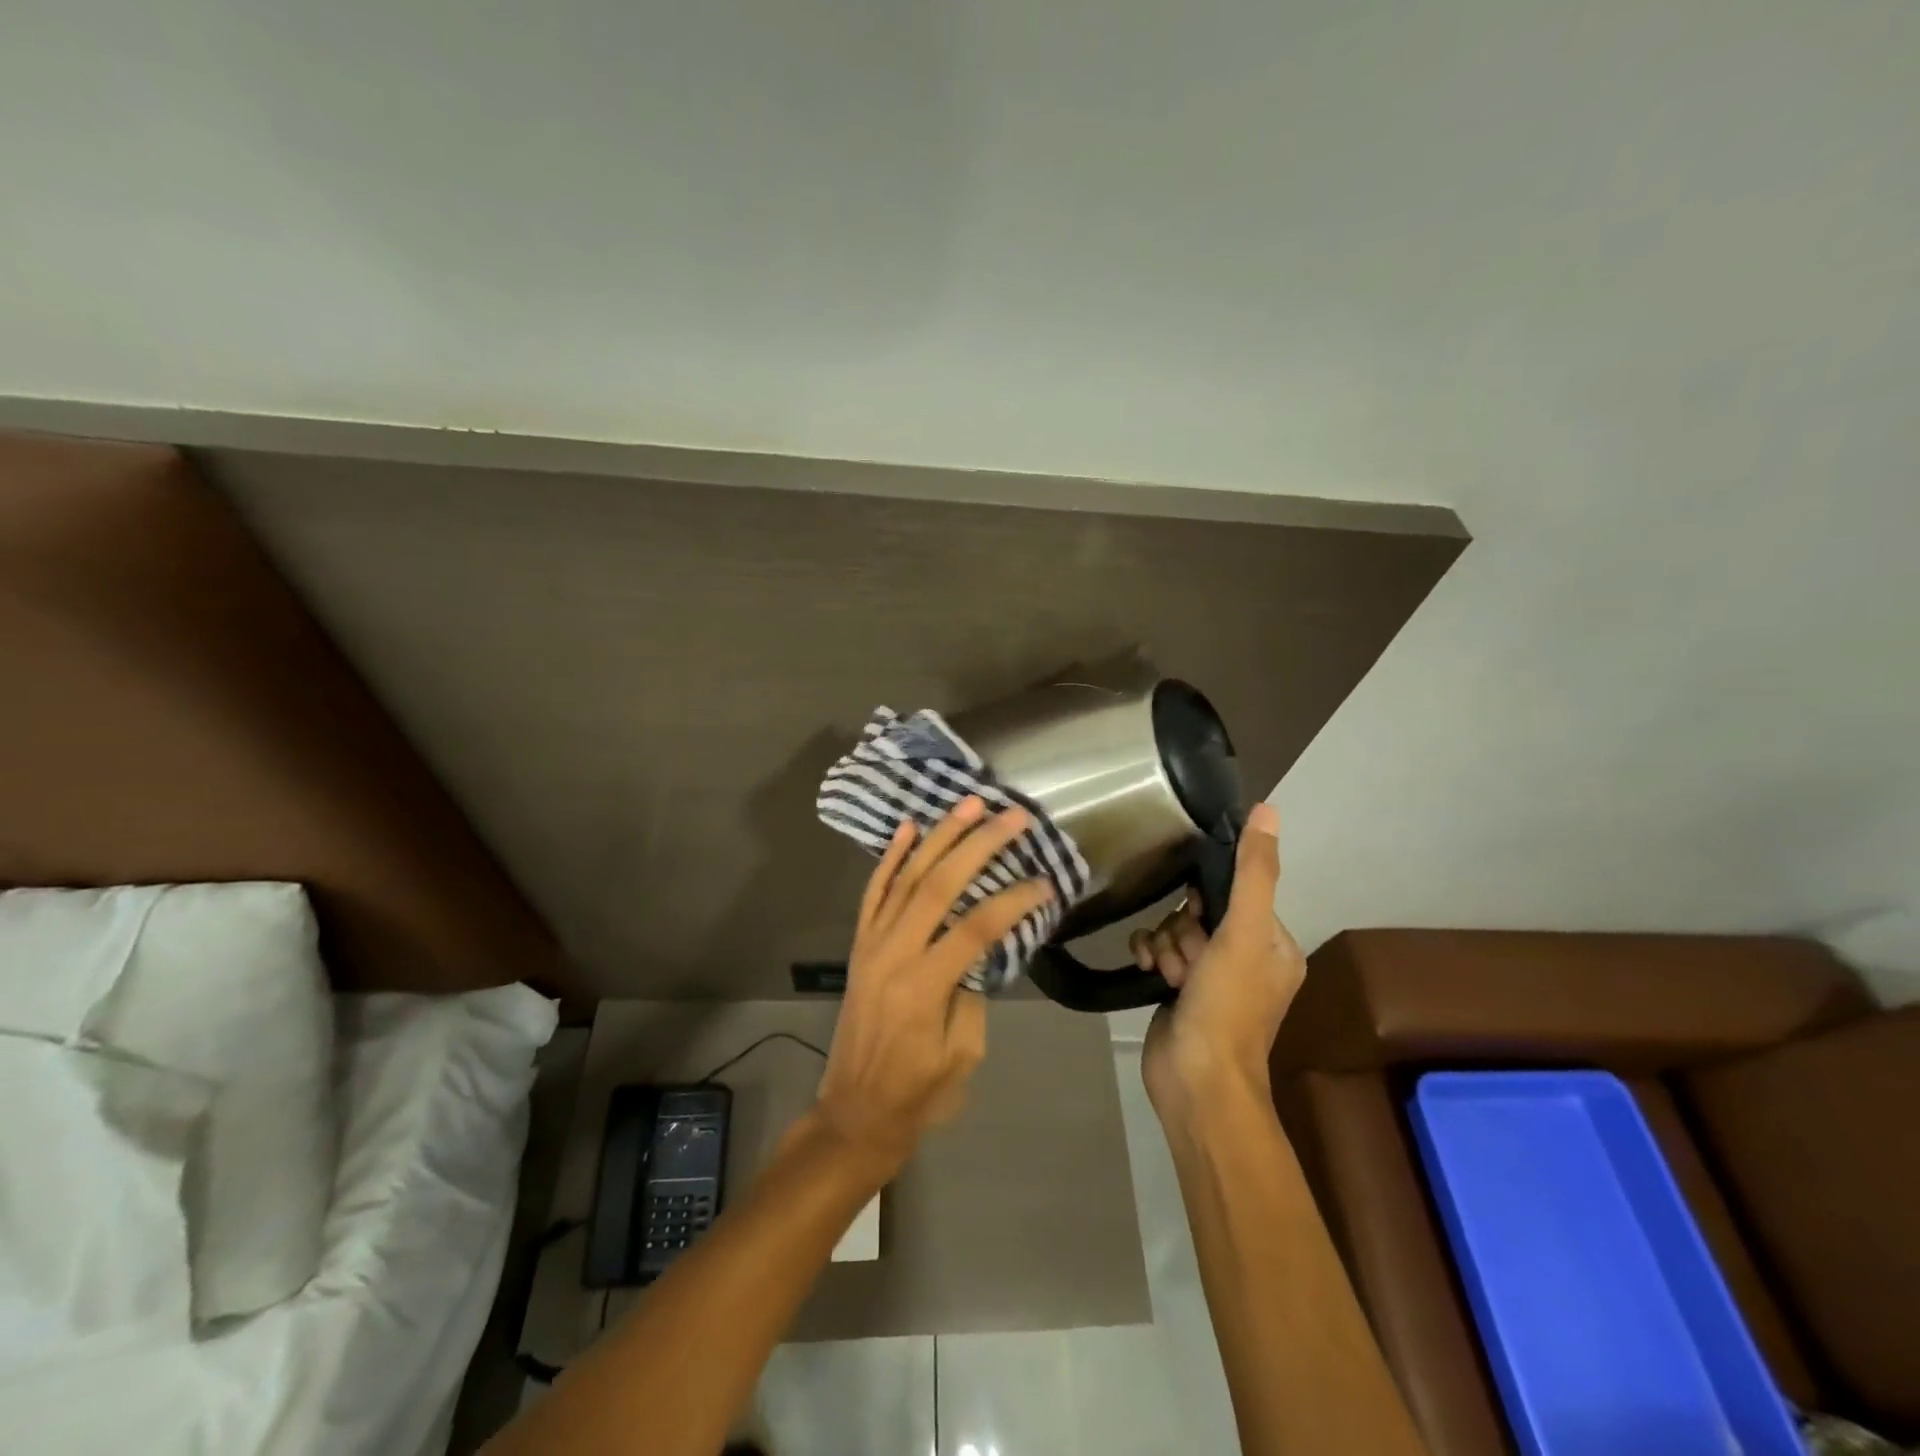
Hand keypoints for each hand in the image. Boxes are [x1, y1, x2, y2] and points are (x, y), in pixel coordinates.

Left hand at [811, 797, 1053, 1173]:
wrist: (854, 1114)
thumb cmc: (917, 1094)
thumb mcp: (962, 1055)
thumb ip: (973, 995)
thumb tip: (981, 950)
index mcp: (924, 985)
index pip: (976, 927)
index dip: (1013, 900)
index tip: (1044, 881)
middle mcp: (894, 953)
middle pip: (939, 885)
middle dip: (978, 845)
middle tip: (1012, 816)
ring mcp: (872, 944)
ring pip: (906, 877)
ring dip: (939, 837)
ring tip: (968, 804)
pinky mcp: (860, 945)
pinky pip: (873, 892)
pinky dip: (890, 858)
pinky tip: (908, 828)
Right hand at [1132, 802, 1303, 1119]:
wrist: (1196, 1080)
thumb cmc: (1228, 1006)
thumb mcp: (1245, 933)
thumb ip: (1253, 872)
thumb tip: (1267, 809)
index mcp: (1273, 942)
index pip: (1234, 891)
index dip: (1208, 899)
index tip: (1200, 920)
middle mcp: (1245, 955)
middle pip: (1198, 910)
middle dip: (1183, 929)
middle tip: (1188, 959)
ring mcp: (1209, 975)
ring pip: (1174, 928)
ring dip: (1165, 945)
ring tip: (1170, 975)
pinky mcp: (1178, 989)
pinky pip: (1157, 948)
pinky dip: (1149, 954)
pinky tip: (1147, 970)